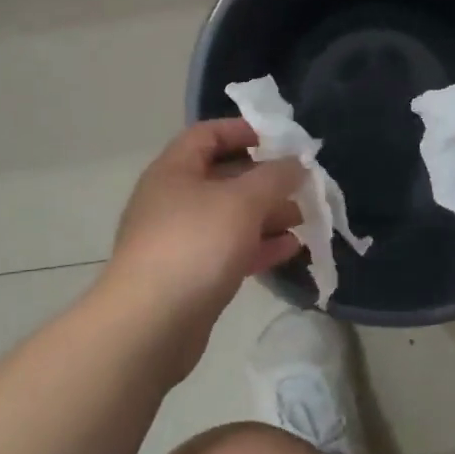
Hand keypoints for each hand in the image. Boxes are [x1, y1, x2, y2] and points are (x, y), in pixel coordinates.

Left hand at [102, 118, 304, 335]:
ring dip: (266, 215)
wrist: (151, 323)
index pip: (207, 134)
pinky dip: (258, 246)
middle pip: (222, 177)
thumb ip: (275, 177)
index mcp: (174, 170)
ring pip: (229, 217)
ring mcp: (179, 240)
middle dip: (264, 180)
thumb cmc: (196, 244)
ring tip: (304, 219)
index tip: (280, 140)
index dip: (243, 130)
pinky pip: (228, 250)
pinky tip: (290, 249)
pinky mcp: (190, 275)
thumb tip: (296, 163)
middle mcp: (173, 200)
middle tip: (301, 185)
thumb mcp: (242, 201)